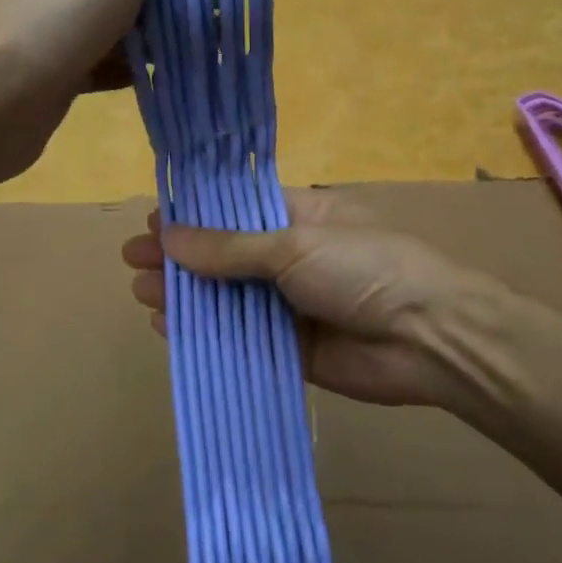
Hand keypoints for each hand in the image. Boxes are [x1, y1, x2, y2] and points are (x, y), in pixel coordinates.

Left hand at [0, 0, 197, 186]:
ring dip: (157, 42)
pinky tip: (163, 85)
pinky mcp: (53, 82)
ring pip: (119, 33)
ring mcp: (55, 36)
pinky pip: (103, 71)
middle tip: (226, 28)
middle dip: (175, 5)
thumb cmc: (53, 19)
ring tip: (207, 57)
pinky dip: (131, 75)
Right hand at [120, 191, 511, 414]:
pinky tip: (171, 329)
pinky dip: (208, 335)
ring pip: (229, 300)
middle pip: (225, 257)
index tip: (152, 221)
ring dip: (187, 296)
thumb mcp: (294, 245)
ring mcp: (293, 307)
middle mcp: (293, 259)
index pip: (236, 211)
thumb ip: (230, 248)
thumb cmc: (363, 268)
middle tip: (132, 260)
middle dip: (181, 258)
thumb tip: (169, 236)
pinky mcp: (294, 351)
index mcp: (301, 217)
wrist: (429, 338)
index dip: (195, 216)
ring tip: (142, 292)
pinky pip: (242, 340)